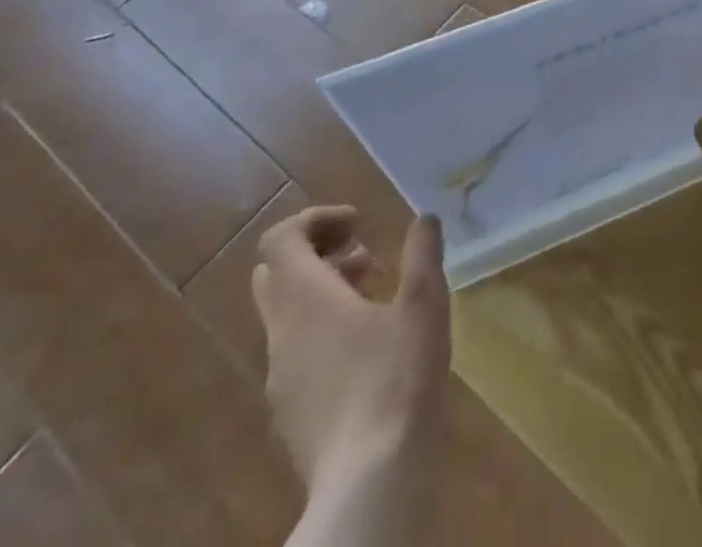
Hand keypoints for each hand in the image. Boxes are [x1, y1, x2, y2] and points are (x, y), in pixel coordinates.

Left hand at [253, 207, 448, 513]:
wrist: (370, 484)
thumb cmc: (397, 379)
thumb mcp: (423, 303)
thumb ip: (422, 253)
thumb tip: (424, 217)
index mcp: (305, 300)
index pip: (279, 240)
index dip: (315, 219)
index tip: (358, 223)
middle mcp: (281, 334)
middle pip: (276, 275)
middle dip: (317, 253)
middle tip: (363, 254)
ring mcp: (280, 378)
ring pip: (287, 315)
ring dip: (324, 291)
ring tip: (375, 295)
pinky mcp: (291, 413)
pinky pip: (296, 352)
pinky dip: (323, 329)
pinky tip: (368, 347)